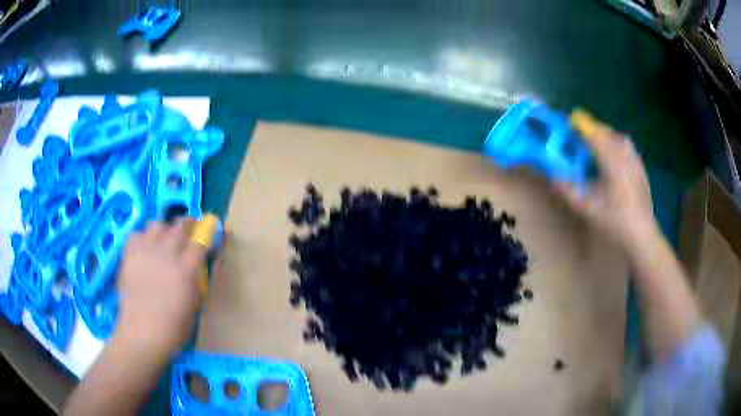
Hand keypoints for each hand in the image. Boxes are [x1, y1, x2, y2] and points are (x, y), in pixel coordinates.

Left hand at [116, 218, 206, 358]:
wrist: (143, 333)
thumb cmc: (175, 327)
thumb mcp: (196, 304)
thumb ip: (196, 279)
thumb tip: (196, 264)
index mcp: (187, 269)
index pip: (201, 238)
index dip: (208, 230)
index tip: (210, 227)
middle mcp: (167, 253)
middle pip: (180, 225)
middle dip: (188, 224)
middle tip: (188, 230)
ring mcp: (146, 251)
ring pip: (157, 225)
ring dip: (164, 230)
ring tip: (163, 240)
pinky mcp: (129, 254)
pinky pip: (137, 234)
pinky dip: (143, 238)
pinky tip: (144, 249)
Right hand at [554, 112, 656, 254]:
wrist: (642, 235)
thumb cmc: (615, 220)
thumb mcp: (588, 207)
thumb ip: (568, 189)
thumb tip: (552, 175)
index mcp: (611, 157)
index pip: (591, 132)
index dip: (577, 126)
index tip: (566, 124)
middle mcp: (624, 151)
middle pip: (604, 132)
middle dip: (590, 132)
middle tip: (578, 141)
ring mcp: (634, 157)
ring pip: (615, 138)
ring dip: (603, 139)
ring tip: (594, 151)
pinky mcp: (640, 166)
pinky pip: (624, 147)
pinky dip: (614, 147)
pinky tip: (611, 163)